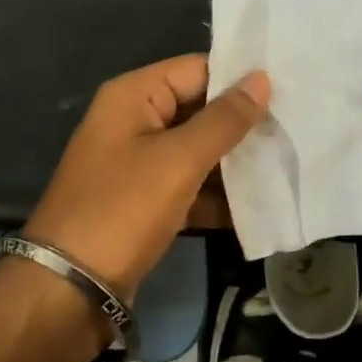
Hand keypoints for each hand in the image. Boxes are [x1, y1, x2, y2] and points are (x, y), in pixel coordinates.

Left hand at [26, 56, 268, 297]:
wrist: (67, 292)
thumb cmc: (122, 210)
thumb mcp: (179, 160)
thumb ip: (224, 119)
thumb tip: (261, 79)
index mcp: (134, 95)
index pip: (197, 69)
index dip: (240, 78)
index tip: (289, 88)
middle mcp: (134, 121)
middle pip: (198, 108)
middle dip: (242, 122)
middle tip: (295, 127)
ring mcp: (138, 163)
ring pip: (196, 149)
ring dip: (234, 160)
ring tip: (287, 161)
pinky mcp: (144, 201)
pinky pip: (188, 184)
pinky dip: (216, 194)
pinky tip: (259, 205)